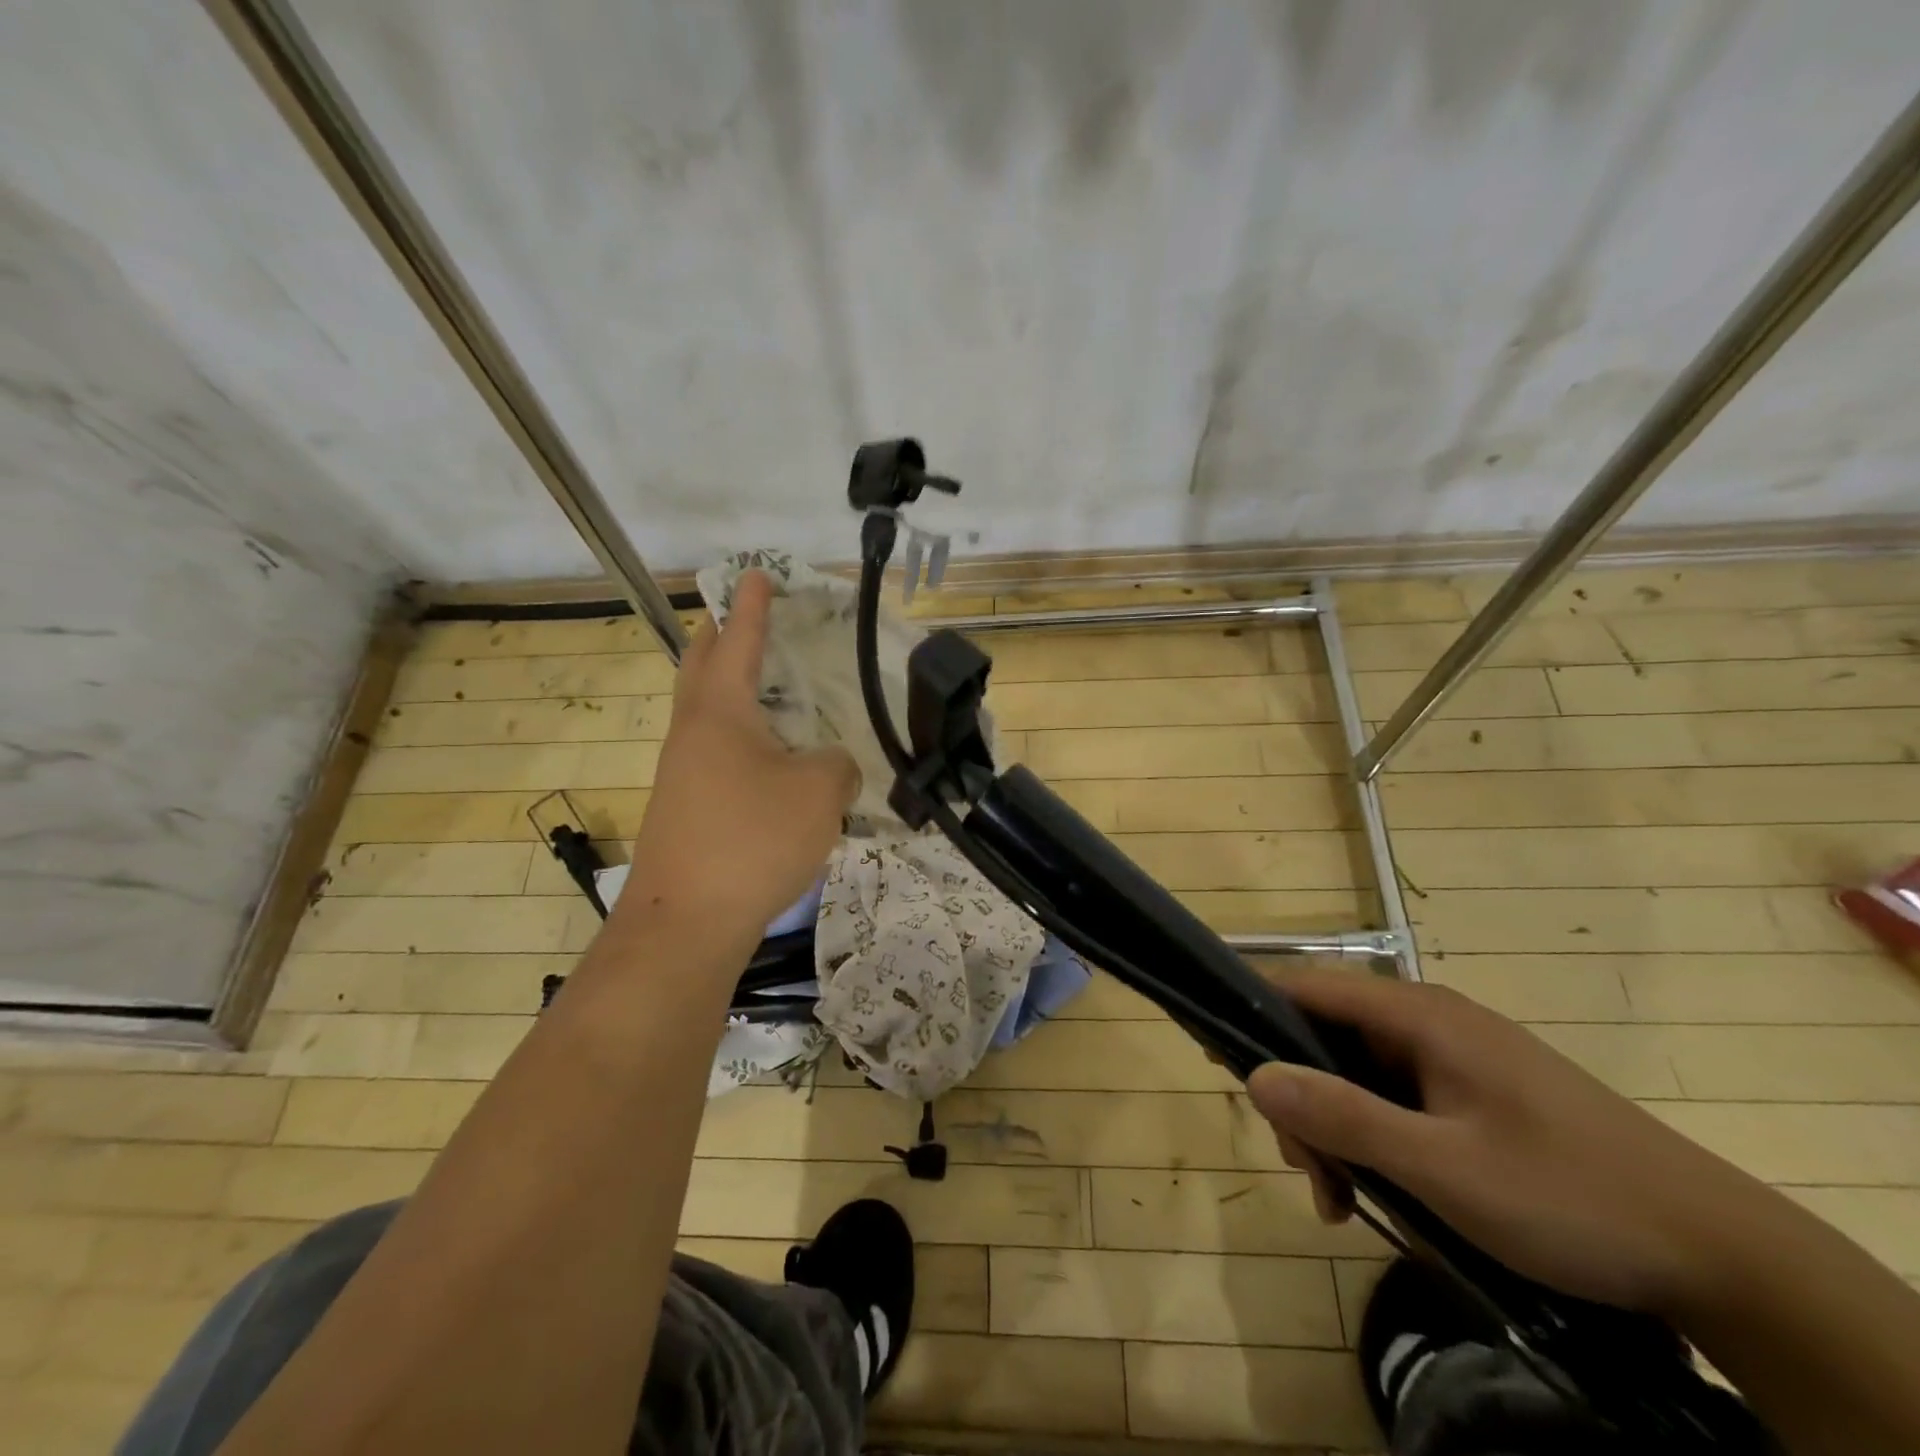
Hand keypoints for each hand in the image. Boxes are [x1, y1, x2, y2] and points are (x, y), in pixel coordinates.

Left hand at [623, 570, 858, 948]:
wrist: (686, 921)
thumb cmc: (752, 839)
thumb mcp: (819, 793)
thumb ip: (839, 765)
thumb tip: (831, 766)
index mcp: (720, 710)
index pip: (738, 640)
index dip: (752, 606)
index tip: (756, 574)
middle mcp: (692, 732)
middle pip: (700, 667)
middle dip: (721, 636)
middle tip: (744, 618)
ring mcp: (681, 773)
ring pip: (704, 713)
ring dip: (727, 688)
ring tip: (765, 687)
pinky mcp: (685, 808)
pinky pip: (713, 752)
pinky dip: (737, 736)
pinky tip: (767, 759)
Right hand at [1246, 971, 1765, 1317]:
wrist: (1718, 1253)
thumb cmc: (1566, 1195)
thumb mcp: (1442, 1167)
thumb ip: (1342, 1115)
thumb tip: (1251, 1073)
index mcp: (1417, 1014)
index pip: (1306, 988)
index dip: (1253, 1015)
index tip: (1217, 1061)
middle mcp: (1428, 1020)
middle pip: (1326, 1038)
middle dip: (1302, 1101)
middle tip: (1309, 1174)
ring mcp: (1453, 1057)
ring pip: (1358, 1075)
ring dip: (1337, 1130)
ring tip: (1342, 1201)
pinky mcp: (1474, 1093)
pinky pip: (1396, 1100)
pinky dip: (1374, 1140)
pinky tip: (1378, 1195)